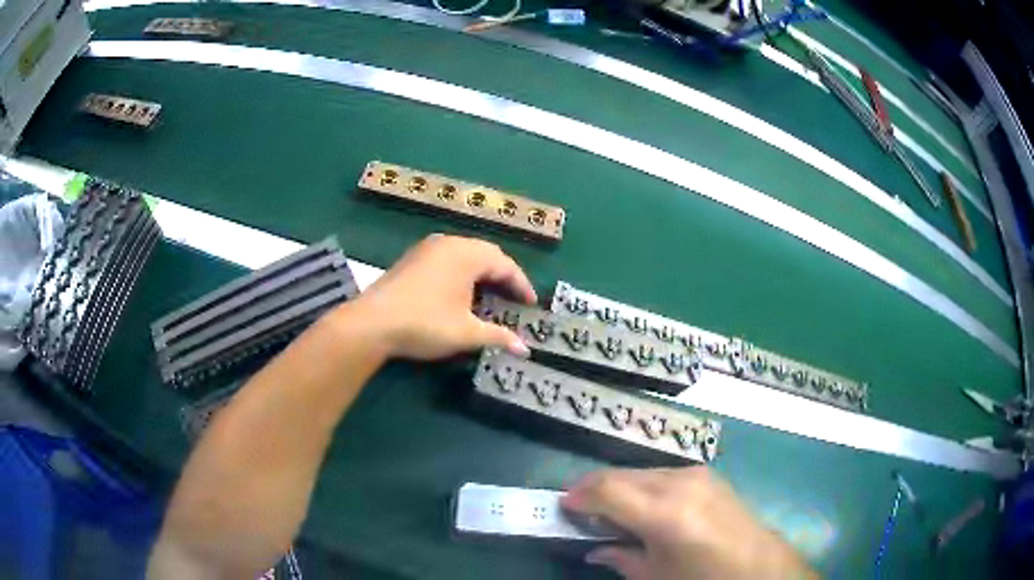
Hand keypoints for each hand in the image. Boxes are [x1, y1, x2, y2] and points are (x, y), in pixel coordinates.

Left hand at [350, 234, 535, 359]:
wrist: (372, 323)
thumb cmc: (425, 324)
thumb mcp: (466, 333)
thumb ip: (498, 336)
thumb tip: (525, 349)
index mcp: (467, 254)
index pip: (505, 265)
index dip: (522, 285)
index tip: (532, 305)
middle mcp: (449, 243)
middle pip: (486, 255)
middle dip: (503, 277)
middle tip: (514, 300)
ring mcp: (428, 248)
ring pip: (466, 255)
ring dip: (482, 274)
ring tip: (491, 297)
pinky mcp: (413, 258)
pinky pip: (448, 259)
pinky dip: (462, 273)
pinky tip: (461, 293)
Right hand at [562, 467, 815, 579]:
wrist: (757, 564)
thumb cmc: (702, 578)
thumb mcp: (654, 575)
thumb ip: (619, 557)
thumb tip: (593, 548)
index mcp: (665, 513)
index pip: (607, 490)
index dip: (579, 496)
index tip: (563, 508)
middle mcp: (679, 483)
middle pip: (620, 474)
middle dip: (594, 488)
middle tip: (580, 510)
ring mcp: (696, 474)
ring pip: (640, 471)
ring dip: (618, 486)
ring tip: (610, 510)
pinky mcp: (707, 474)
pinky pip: (661, 473)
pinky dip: (642, 485)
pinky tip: (642, 505)